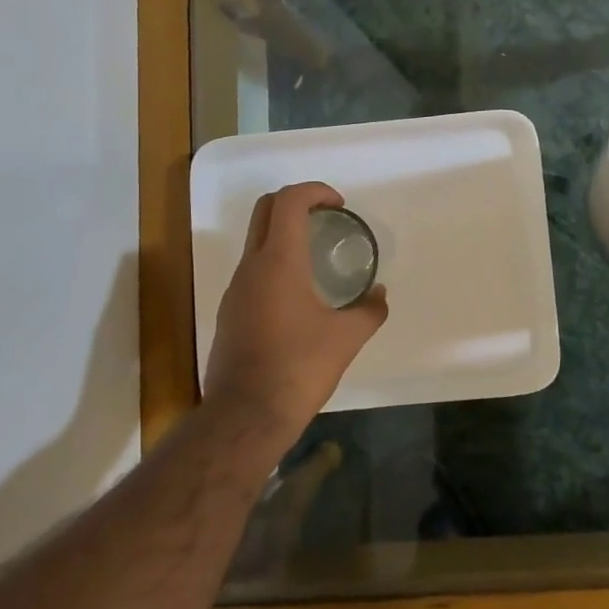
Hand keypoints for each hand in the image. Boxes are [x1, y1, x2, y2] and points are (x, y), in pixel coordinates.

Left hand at [202, 182, 387, 449]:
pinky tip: (299, 296)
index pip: (289, 201)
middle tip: (327, 219)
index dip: (315, 191)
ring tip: (318, 258)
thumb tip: (379, 295)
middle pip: (265, 209)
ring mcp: (235, 290)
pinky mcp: (229, 313)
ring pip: (256, 241)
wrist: (246, 416)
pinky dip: (275, 264)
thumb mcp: (347, 338)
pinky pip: (252, 271)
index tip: (339, 206)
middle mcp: (251, 267)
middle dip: (296, 202)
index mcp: (279, 261)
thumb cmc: (299, 367)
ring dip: (284, 235)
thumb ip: (369, 310)